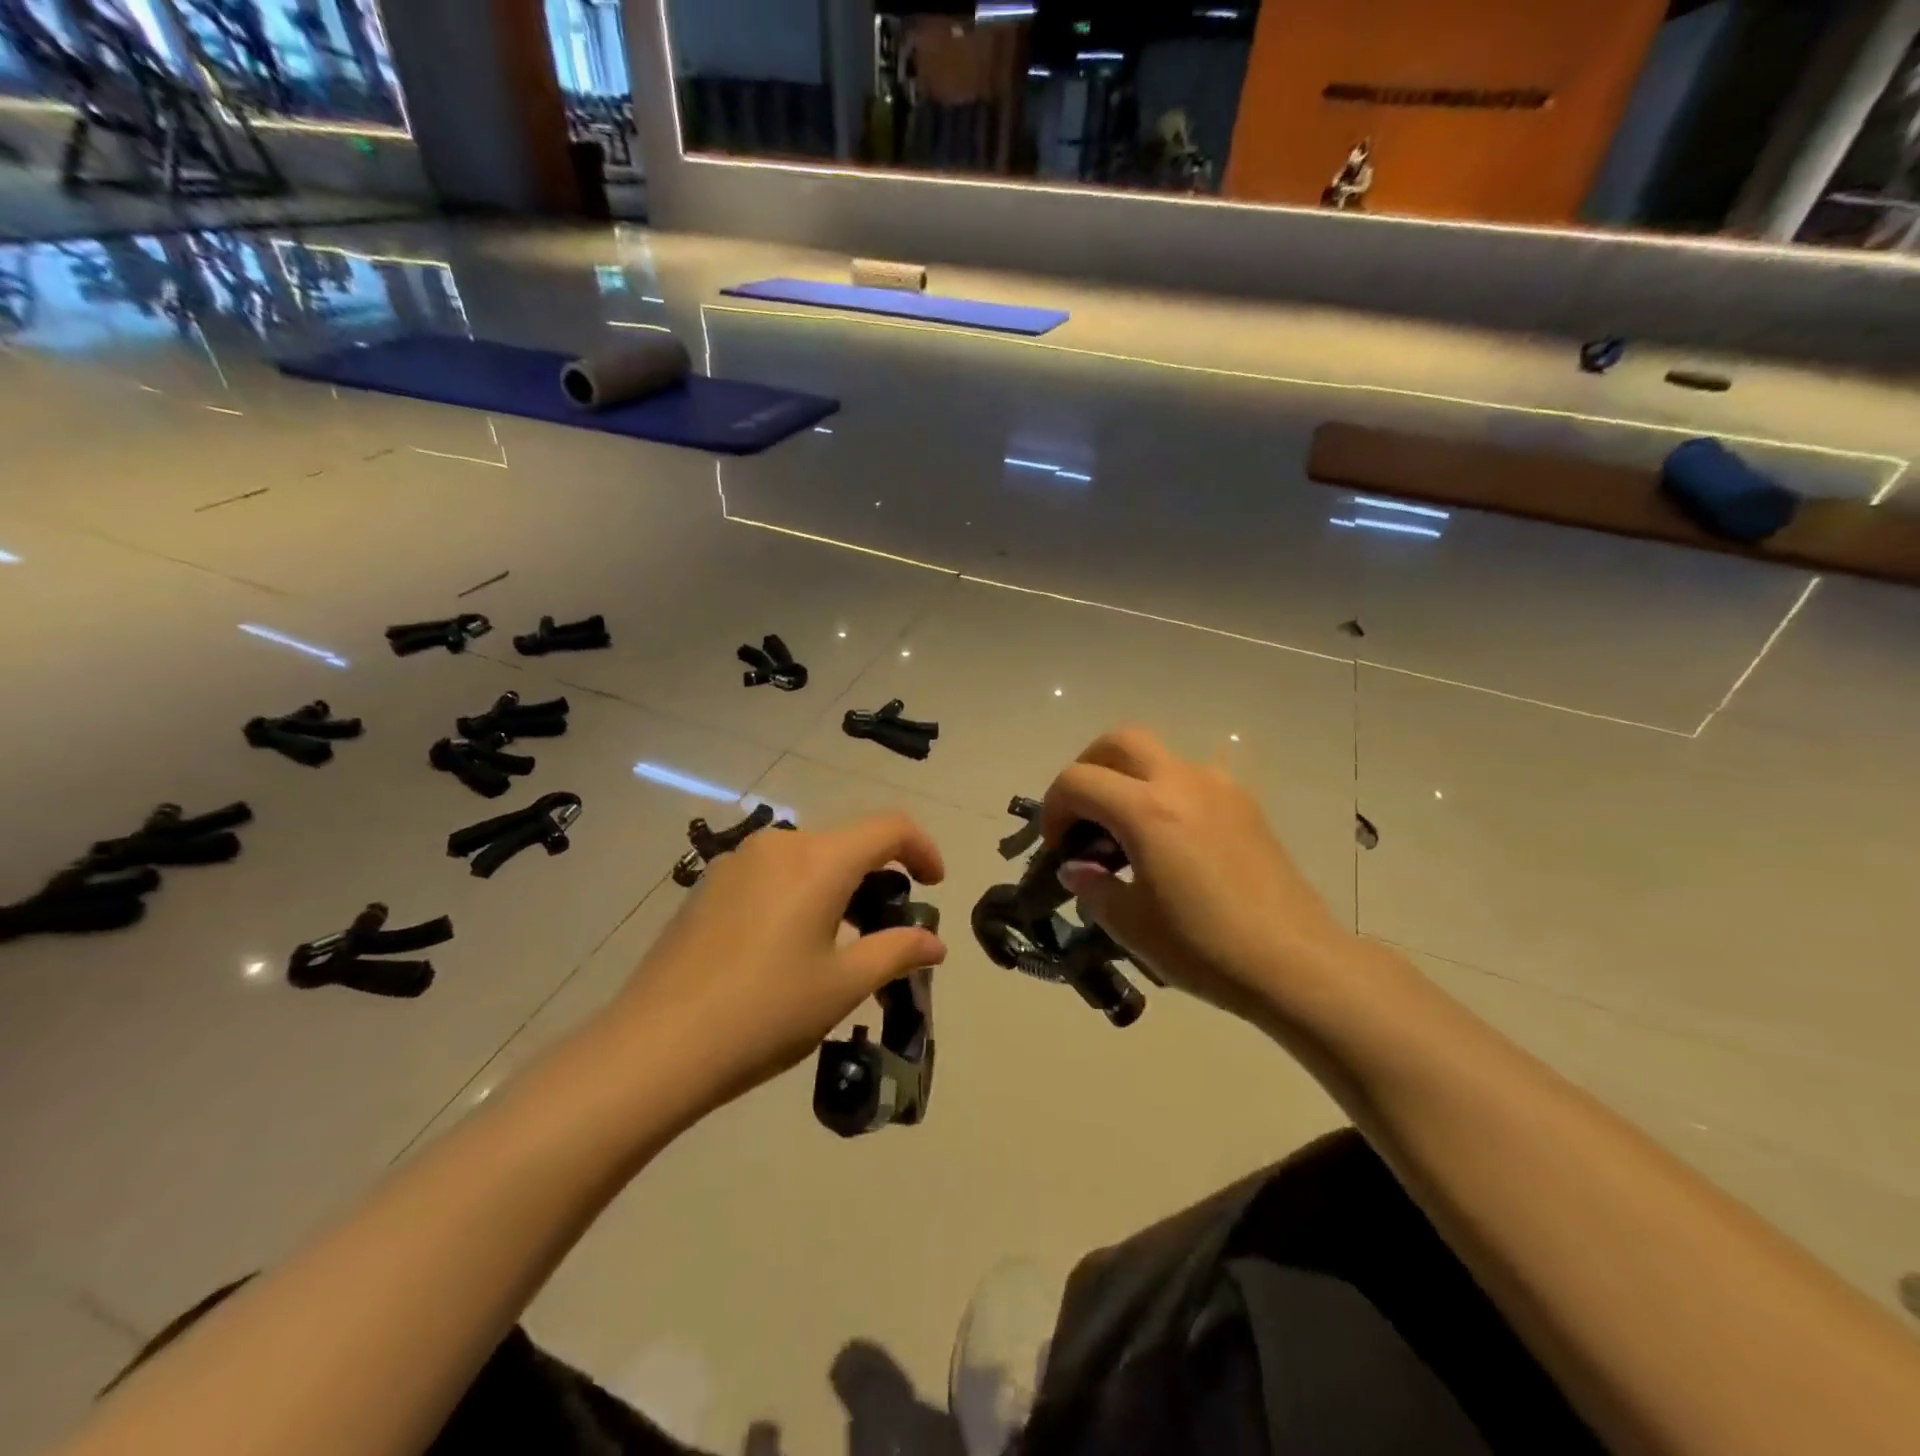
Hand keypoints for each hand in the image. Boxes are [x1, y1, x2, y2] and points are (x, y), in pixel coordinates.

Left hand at [598, 813, 946, 1123]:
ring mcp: (737, 862)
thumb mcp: (843, 986)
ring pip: (808, 860)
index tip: (934, 886)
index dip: (923, 848)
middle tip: (886, 933)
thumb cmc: (765, 1013)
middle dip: (879, 879)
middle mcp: (779, 845)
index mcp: (819, 859)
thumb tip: (934, 942)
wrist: (654, 1048)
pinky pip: (772, 875)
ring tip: (837, 947)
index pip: (889, 827)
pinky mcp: (708, 885)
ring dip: (837, 889)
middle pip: (847, 844)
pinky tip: (785, 949)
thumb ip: (897, 952)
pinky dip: (799, 895)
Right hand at [1041, 728, 1352, 1028]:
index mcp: (1146, 810)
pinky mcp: (1245, 804)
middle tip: (1083, 812)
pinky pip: (1192, 777)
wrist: (1293, 961)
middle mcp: (1181, 782)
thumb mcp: (1131, 924)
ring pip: (1159, 754)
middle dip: (1089, 767)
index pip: (1078, 780)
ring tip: (1126, 828)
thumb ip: (1093, 887)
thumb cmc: (1203, 945)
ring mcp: (1219, 787)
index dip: (1054, 807)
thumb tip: (1078, 868)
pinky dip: (1165, 791)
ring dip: (1129, 777)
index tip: (1057, 846)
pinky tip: (1170, 838)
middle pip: (1120, 741)